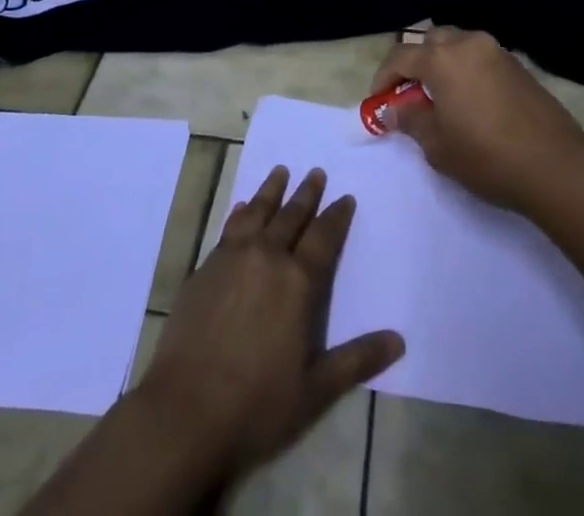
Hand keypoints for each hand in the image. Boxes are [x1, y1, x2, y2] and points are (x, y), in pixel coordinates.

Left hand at [137, 165, 403, 483]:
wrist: (185, 411)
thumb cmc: (257, 404)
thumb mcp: (316, 390)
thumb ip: (357, 360)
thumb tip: (399, 340)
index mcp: (298, 282)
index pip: (324, 237)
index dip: (336, 216)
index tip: (345, 197)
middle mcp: (267, 257)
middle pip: (291, 216)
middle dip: (306, 193)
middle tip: (316, 172)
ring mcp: (232, 259)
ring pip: (257, 212)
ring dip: (271, 191)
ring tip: (280, 172)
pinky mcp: (204, 269)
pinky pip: (228, 228)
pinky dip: (239, 213)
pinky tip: (241, 207)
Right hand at [371, 26, 583, 213]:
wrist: (556, 165)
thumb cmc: (487, 156)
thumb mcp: (438, 145)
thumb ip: (410, 120)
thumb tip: (393, 109)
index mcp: (442, 58)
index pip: (401, 57)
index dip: (384, 78)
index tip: (378, 101)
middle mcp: (468, 43)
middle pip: (431, 41)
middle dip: (416, 63)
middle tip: (410, 95)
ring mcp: (497, 51)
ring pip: (458, 45)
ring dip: (443, 64)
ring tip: (441, 98)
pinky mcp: (518, 66)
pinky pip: (481, 58)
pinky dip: (467, 70)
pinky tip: (471, 102)